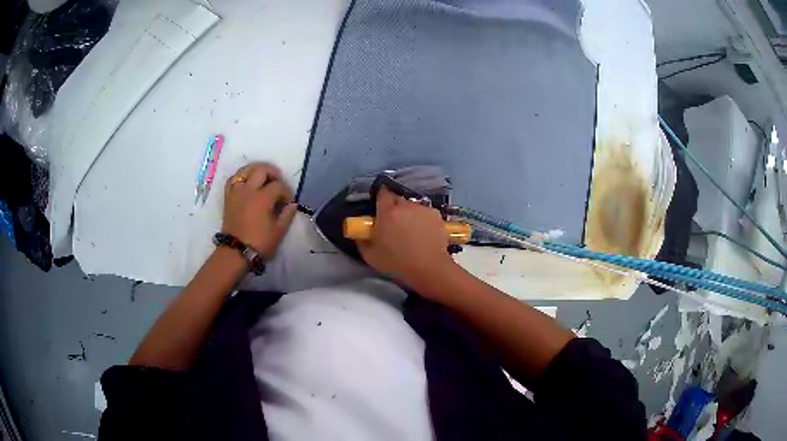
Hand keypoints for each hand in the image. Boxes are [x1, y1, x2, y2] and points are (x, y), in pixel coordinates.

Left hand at [222, 163, 296, 258]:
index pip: (278, 185)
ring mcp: (236, 192)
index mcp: (262, 198)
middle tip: (278, 182)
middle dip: (273, 173)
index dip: (286, 192)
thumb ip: (287, 215)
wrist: (236, 251)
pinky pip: (233, 179)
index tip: (288, 202)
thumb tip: (292, 204)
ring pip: (245, 169)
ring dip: (256, 170)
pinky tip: (247, 182)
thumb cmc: (259, 243)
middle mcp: (248, 190)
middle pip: (261, 170)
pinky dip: (241, 176)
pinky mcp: (228, 196)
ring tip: (263, 178)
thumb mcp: (279, 231)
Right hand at [357, 187, 456, 290]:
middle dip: (394, 207)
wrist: (429, 269)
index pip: (382, 193)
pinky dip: (422, 219)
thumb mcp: (370, 256)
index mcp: (388, 212)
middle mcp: (406, 205)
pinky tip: (423, 233)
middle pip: (397, 199)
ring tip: (410, 230)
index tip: (379, 209)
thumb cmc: (397, 263)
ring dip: (409, 213)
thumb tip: (360, 232)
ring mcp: (423, 209)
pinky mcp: (437, 215)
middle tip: (393, 223)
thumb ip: (361, 240)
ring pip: (412, 206)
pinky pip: (425, 213)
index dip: (380, 199)